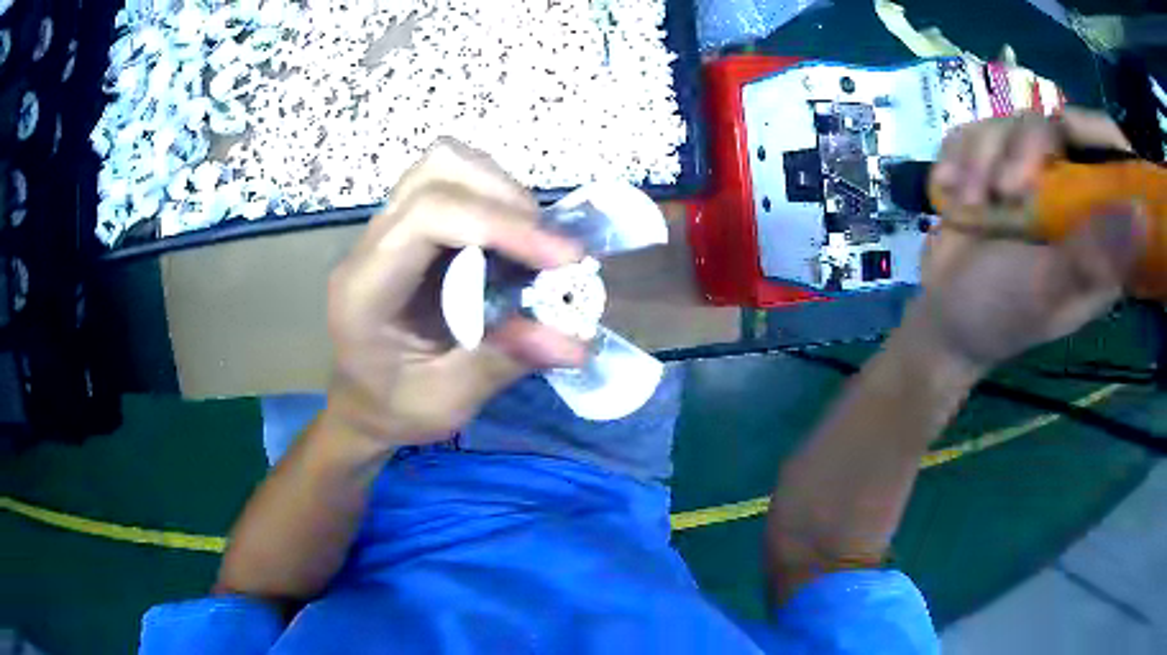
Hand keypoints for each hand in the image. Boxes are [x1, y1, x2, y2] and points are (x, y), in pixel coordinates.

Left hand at [323, 139, 586, 450]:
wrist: (360, 401)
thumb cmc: (393, 409)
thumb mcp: (446, 403)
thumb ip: (503, 363)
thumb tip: (578, 341)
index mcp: (366, 290)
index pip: (428, 217)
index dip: (501, 225)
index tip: (564, 260)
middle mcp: (371, 245)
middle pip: (437, 171)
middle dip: (507, 199)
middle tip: (551, 252)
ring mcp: (387, 228)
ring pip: (446, 164)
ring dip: (502, 191)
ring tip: (534, 243)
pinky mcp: (409, 225)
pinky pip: (454, 183)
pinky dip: (496, 200)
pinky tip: (513, 242)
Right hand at [906, 109, 1143, 372]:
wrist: (944, 319)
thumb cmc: (1001, 316)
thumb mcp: (1048, 293)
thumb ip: (1091, 256)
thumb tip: (1139, 215)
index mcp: (1094, 226)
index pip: (1109, 156)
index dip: (1097, 134)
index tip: (1068, 132)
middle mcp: (1066, 191)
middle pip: (1054, 125)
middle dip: (1022, 149)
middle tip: (1003, 192)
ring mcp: (1025, 175)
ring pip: (1006, 122)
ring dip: (979, 160)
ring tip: (968, 206)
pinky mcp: (988, 165)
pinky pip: (971, 131)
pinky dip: (955, 158)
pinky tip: (949, 191)